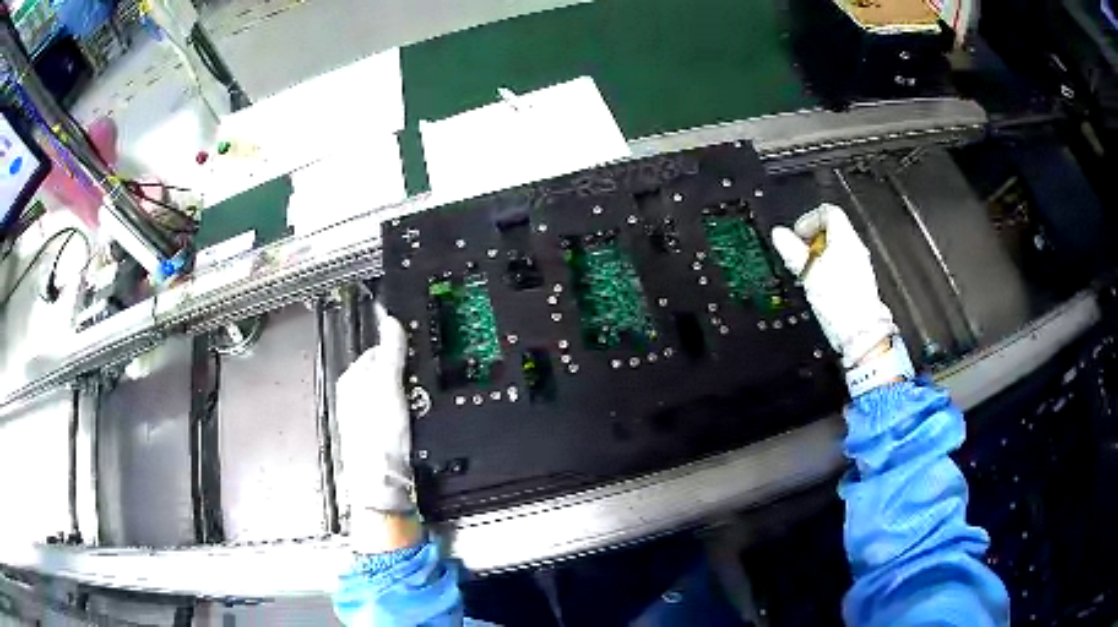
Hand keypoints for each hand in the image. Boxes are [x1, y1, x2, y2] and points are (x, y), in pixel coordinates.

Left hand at [335, 303, 419, 549]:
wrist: (381, 480)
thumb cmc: (378, 437)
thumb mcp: (389, 386)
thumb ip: (390, 352)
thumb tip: (390, 320)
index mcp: (351, 378)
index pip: (378, 349)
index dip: (399, 351)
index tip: (415, 356)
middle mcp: (353, 395)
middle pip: (384, 372)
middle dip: (403, 376)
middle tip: (418, 386)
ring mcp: (363, 415)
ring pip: (390, 393)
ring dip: (406, 396)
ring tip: (416, 407)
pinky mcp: (374, 432)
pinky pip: (392, 412)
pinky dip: (404, 413)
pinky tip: (410, 423)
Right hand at [771, 203, 896, 368]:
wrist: (860, 333)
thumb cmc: (838, 302)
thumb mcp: (808, 272)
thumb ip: (792, 250)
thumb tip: (779, 234)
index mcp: (845, 239)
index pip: (828, 212)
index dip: (809, 219)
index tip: (797, 234)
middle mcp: (856, 248)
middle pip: (833, 230)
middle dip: (813, 240)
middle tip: (799, 254)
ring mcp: (860, 265)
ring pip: (838, 248)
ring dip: (820, 255)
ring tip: (808, 272)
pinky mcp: (860, 282)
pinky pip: (843, 265)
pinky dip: (829, 269)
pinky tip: (821, 286)